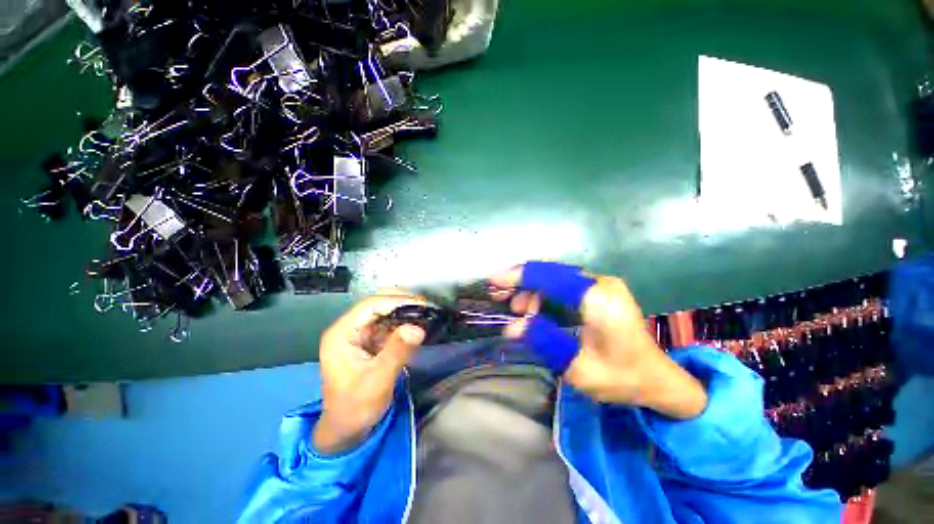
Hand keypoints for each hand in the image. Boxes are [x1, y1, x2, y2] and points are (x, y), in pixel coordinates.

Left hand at [313, 291, 426, 453]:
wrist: (346, 429)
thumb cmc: (356, 407)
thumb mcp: (378, 380)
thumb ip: (397, 351)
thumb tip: (417, 328)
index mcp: (342, 334)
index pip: (370, 305)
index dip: (397, 301)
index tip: (422, 303)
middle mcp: (348, 328)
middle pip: (377, 304)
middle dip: (402, 303)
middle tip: (426, 307)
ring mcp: (358, 334)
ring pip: (384, 312)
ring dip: (404, 312)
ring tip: (425, 314)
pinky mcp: (368, 341)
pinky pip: (387, 324)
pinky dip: (402, 323)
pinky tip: (416, 325)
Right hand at [489, 262, 706, 418]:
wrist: (659, 379)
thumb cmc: (622, 378)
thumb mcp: (578, 367)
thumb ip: (543, 341)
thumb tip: (511, 327)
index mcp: (598, 299)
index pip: (550, 277)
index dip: (518, 277)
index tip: (493, 281)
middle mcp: (600, 283)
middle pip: (551, 272)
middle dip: (522, 282)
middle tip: (499, 296)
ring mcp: (602, 284)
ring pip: (556, 277)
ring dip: (533, 290)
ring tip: (518, 309)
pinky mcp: (600, 290)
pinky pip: (564, 285)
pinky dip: (544, 293)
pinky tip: (535, 308)